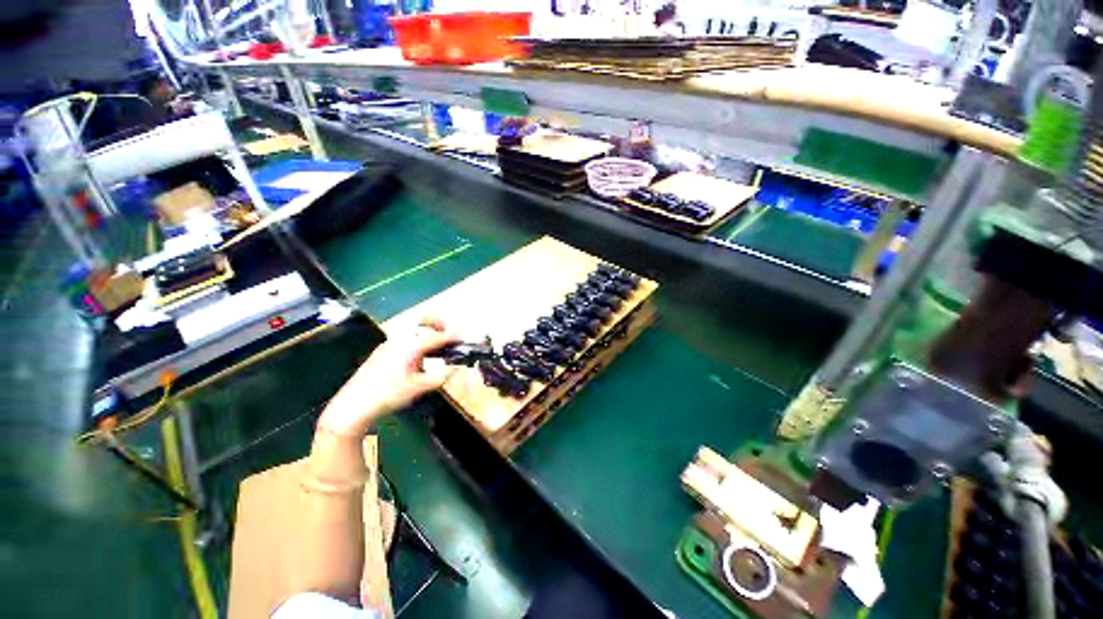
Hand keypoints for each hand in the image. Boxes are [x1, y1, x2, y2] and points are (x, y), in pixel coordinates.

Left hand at [318, 317, 458, 437]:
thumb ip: (441, 377)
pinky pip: (403, 340)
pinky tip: (416, 359)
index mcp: (411, 346)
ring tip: (434, 347)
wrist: (354, 405)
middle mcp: (400, 341)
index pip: (438, 336)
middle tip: (447, 331)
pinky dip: (415, 342)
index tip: (461, 339)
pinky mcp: (381, 352)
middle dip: (437, 322)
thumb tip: (455, 369)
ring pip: (412, 330)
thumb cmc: (388, 395)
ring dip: (426, 333)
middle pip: (422, 321)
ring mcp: (388, 345)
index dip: (452, 337)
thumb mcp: (420, 387)